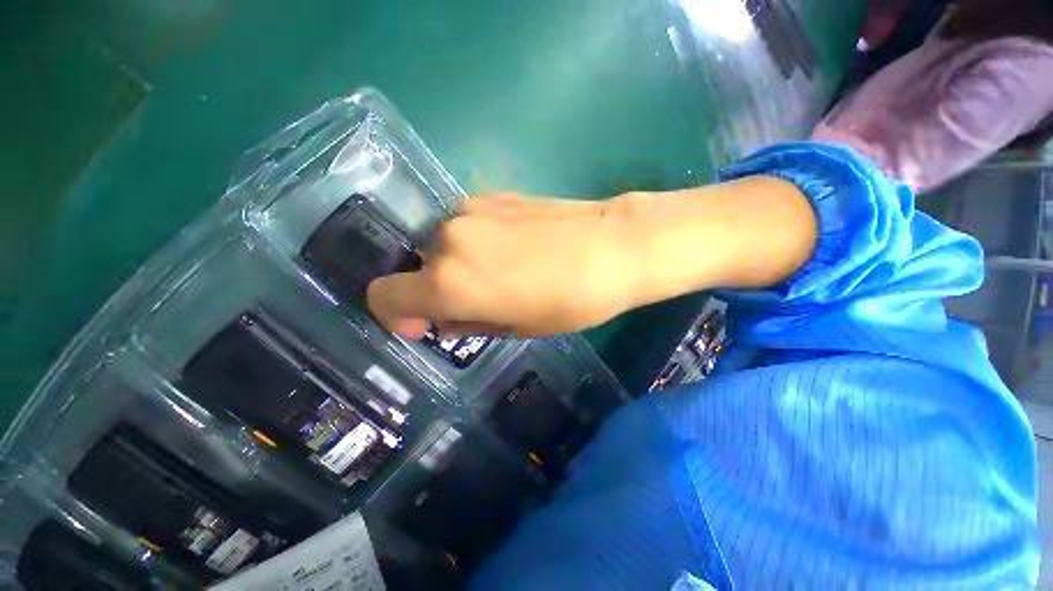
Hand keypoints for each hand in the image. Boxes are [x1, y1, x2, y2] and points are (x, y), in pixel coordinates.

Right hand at [366, 178, 814, 339]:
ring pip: (443, 245)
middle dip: (439, 289)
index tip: (425, 322)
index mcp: (450, 280)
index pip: (383, 295)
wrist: (613, 247)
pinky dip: (476, 242)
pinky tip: (515, 248)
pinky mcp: (492, 194)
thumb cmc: (569, 301)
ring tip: (504, 273)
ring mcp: (469, 208)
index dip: (396, 314)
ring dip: (459, 264)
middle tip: (480, 301)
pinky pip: (467, 226)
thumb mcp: (515, 327)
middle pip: (418, 268)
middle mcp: (448, 237)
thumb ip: (466, 321)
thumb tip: (441, 317)